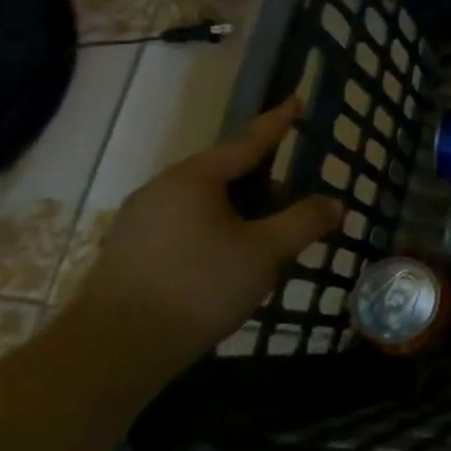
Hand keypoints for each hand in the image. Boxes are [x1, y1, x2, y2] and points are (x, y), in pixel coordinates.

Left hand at [71, 98, 342, 379]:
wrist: (115, 350)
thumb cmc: (199, 286)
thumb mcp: (266, 251)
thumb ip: (304, 221)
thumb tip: (335, 203)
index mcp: (194, 179)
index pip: (247, 142)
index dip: (277, 123)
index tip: (296, 100)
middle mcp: (162, 190)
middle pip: (225, 173)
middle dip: (264, 181)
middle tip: (296, 194)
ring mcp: (140, 222)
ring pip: (206, 203)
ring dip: (242, 211)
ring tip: (270, 233)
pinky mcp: (131, 253)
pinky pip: (187, 226)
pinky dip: (218, 230)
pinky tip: (233, 259)